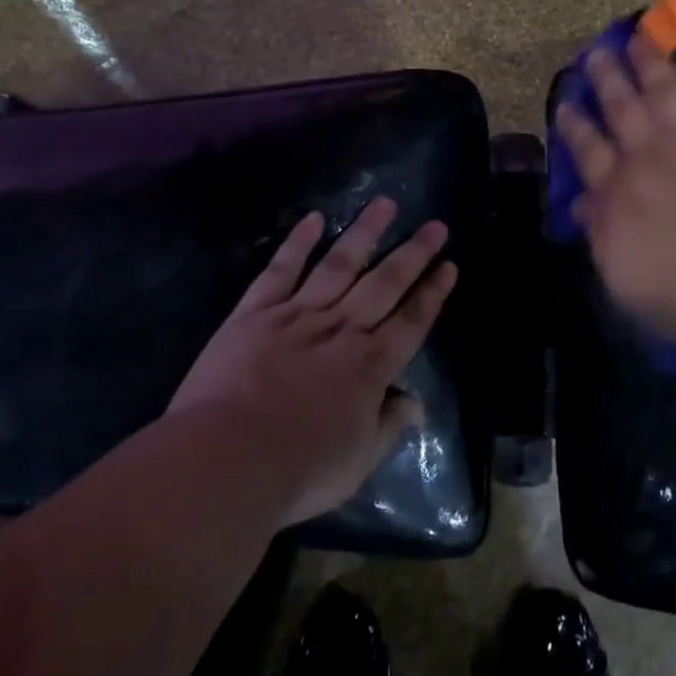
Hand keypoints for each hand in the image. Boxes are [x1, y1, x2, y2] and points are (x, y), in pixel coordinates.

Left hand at [166, 197, 457, 526]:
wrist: (225, 460)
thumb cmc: (297, 471)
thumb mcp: (357, 463)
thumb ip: (388, 428)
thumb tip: (416, 404)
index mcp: (369, 366)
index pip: (411, 322)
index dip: (432, 294)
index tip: (449, 266)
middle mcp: (341, 330)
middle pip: (384, 284)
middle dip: (413, 254)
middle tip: (435, 226)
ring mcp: (298, 315)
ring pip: (339, 264)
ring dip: (365, 233)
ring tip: (385, 204)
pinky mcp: (256, 312)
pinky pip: (281, 270)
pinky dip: (298, 243)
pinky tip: (314, 219)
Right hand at [555, 28, 675, 341]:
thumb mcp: (622, 275)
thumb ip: (600, 232)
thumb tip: (582, 202)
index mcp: (618, 189)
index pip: (589, 149)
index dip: (576, 125)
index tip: (567, 105)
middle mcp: (650, 151)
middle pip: (621, 107)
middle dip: (607, 78)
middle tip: (595, 54)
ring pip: (667, 86)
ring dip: (651, 59)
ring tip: (639, 36)